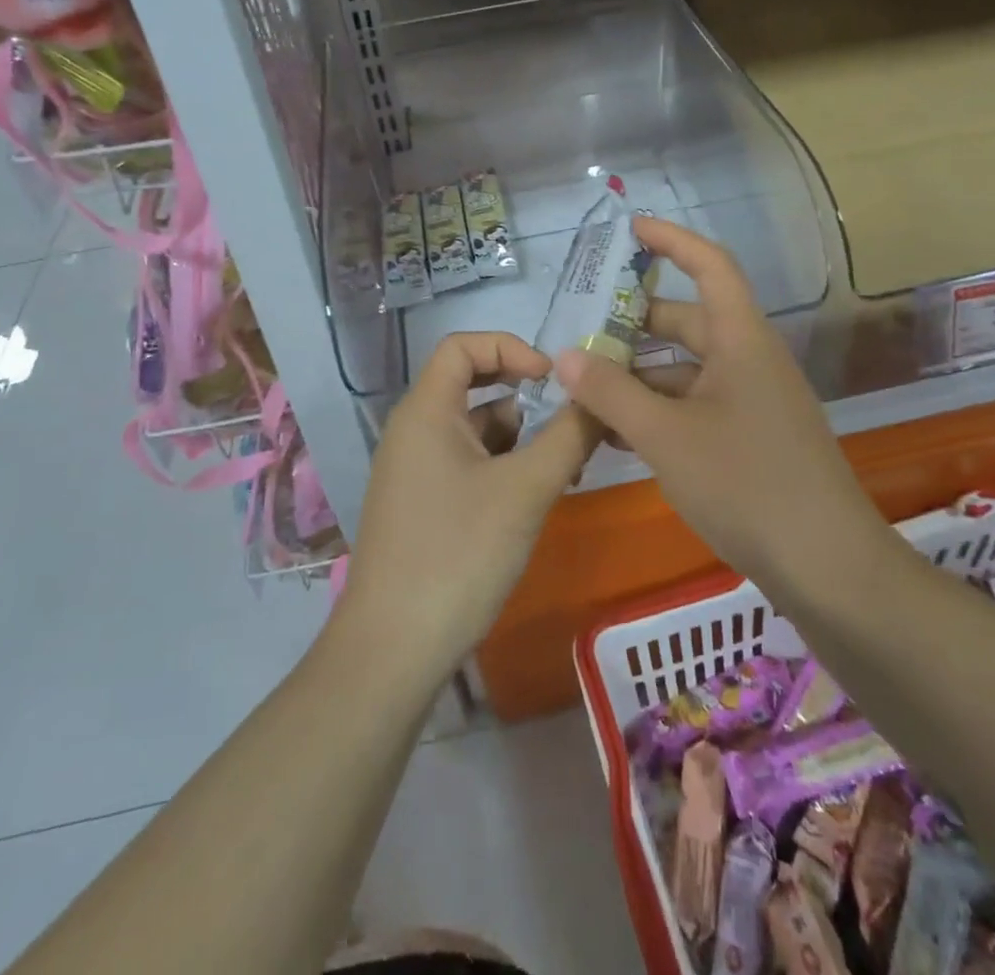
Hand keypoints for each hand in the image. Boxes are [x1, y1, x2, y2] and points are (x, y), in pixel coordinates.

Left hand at [335, 333, 598, 682]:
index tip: (552, 379)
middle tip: (572, 423)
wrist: (393, 649)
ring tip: (568, 469)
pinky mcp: (424, 506)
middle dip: (526, 399)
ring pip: (477, 432)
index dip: (510, 347)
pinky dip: (506, 470)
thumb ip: (569, 436)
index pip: (463, 346)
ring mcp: (416, 471)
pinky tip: (537, 498)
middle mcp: (415, 431)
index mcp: (425, 411)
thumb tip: (601, 398)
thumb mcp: (525, 490)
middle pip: (473, 387)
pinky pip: (470, 466)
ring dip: (522, 440)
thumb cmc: (458, 554)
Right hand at [555, 218, 888, 585]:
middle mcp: (749, 360)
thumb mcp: (665, 436)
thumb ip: (610, 392)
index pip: (710, 266)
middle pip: (687, 321)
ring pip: (686, 370)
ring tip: (584, 390)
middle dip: (634, 325)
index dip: (672, 240)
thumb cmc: (746, 484)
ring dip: (639, 376)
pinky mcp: (750, 438)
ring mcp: (752, 401)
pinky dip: (658, 411)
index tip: (629, 230)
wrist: (827, 567)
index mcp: (741, 340)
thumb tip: (564, 354)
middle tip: (578, 333)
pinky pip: (695, 406)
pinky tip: (617, 434)